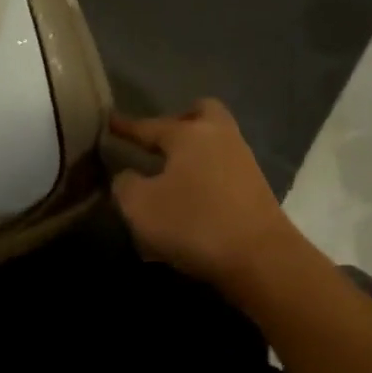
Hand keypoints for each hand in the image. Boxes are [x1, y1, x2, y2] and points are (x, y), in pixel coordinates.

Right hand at [109, 99, 304, 294]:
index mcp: (189, 134)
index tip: (109, 121)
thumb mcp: (141, 207)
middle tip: (159, 143)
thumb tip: (128, 176)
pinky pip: (223, 171)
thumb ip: (125, 185)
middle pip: (201, 113)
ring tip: (169, 179)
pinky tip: (190, 203)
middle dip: (179, 122)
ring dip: (192, 154)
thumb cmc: (194, 223)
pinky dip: (205, 178)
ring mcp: (243, 162)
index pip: (150, 125)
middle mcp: (219, 137)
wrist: (261, 258)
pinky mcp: (256, 189)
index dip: (126, 126)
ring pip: (214, 143)